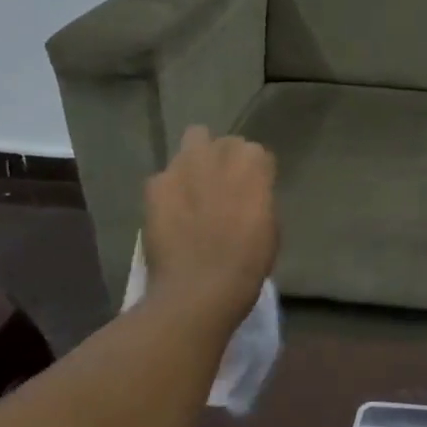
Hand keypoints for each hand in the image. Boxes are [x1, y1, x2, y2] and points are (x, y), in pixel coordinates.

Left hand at [144, 127, 277, 321]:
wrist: (200, 287)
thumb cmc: (248, 263)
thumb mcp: (270, 227)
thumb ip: (260, 199)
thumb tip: (250, 193)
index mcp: (255, 168)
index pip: (258, 153)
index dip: (256, 172)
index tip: (254, 190)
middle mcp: (220, 156)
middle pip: (226, 142)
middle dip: (227, 158)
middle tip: (225, 185)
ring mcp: (184, 166)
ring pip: (194, 140)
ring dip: (198, 159)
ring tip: (195, 186)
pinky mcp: (156, 184)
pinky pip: (165, 175)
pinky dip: (169, 188)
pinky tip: (171, 210)